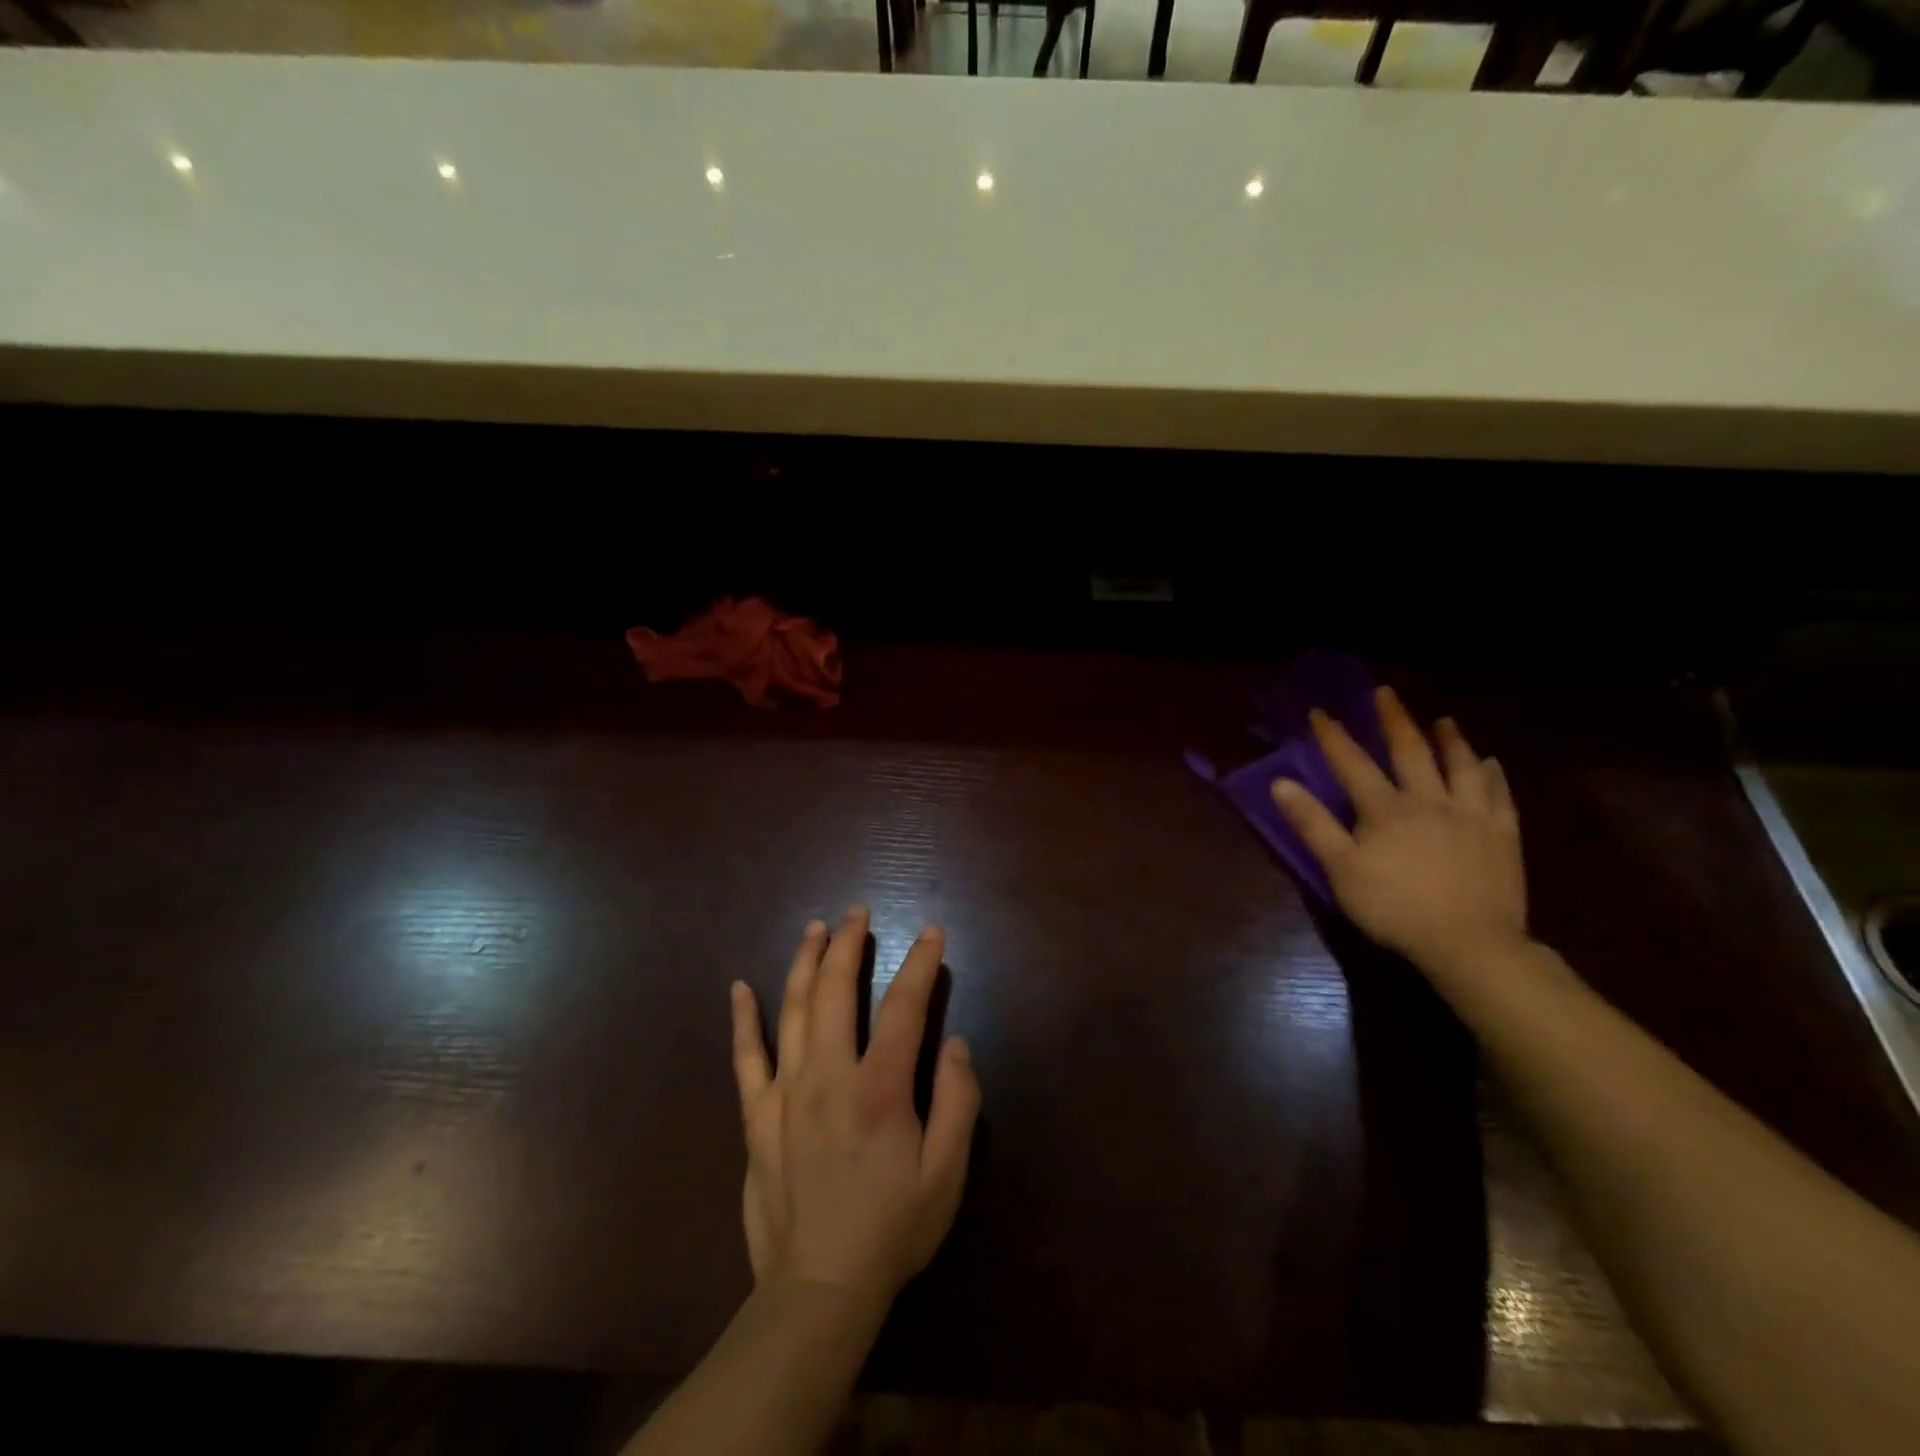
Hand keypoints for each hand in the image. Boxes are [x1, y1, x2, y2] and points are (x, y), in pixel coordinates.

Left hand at [730, 909, 980, 1319]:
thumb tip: (955, 1042)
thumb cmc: (892, 1229)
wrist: (818, 1289)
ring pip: (793, 1009)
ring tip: (816, 928)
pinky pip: (746, 1057)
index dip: (919, 963)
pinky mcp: (756, 1117)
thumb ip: (958, 1101)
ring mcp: (786, 1092)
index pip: (903, 1006)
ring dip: (805, 962)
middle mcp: (829, 1075)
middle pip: (837, 991)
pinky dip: (743, 1019)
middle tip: (857, 912)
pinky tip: (740, 987)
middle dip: (849, 944)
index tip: (930, 932)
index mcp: (880, 1088)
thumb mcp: (947, 1174)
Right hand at [1270, 686, 1527, 971]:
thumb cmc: (1394, 907)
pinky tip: (1491, 763)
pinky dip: (1492, 775)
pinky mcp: (1502, 835)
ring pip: (1461, 766)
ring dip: (1450, 740)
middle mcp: (1428, 800)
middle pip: (1410, 751)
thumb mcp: (1340, 868)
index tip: (1320, 712)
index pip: (1352, 762)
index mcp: (1385, 808)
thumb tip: (1280, 783)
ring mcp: (1470, 815)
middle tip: (1387, 693)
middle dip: (1395, 720)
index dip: (1334, 736)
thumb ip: (1312, 823)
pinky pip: (1499, 795)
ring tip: (1444, 721)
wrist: (1469, 943)